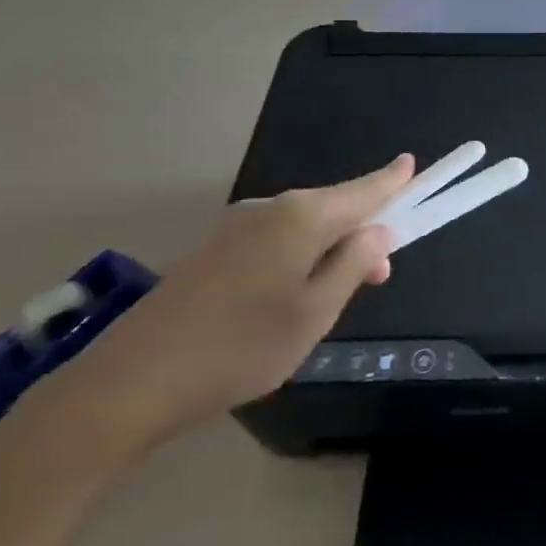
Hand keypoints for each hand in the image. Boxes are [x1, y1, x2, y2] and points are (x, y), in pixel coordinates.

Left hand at [47, 155, 415, 445]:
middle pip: (332, 208)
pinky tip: (292, 296)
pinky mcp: (213, 251)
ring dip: (330, 250)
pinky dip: (299, 257)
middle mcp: (269, 210)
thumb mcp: (315, 312)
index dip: (391, 181)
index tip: (413, 164)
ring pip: (303, 228)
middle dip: (362, 232)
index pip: (362, 190)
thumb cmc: (241, 347)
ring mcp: (235, 229)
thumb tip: (377, 231)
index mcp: (301, 218)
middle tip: (380, 276)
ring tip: (337, 295)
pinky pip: (275, 241)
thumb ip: (352, 265)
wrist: (132, 381)